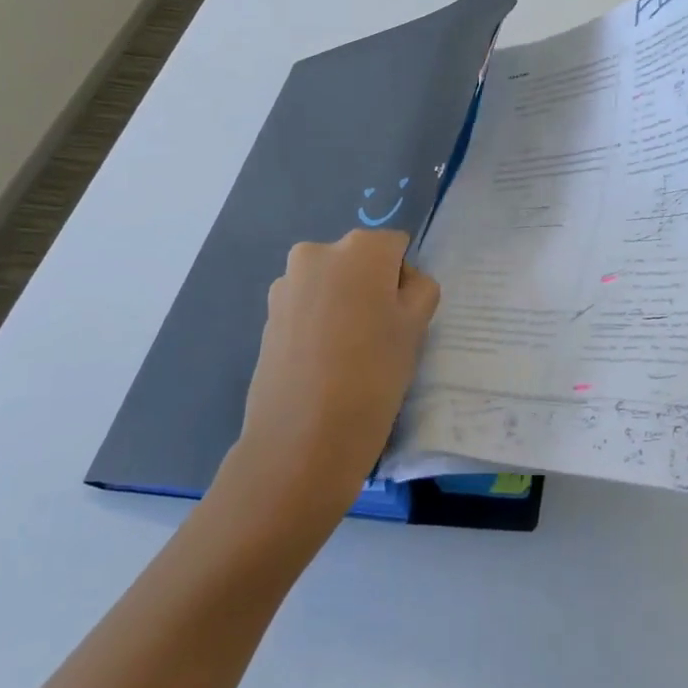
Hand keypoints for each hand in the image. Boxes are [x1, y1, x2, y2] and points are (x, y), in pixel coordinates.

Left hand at [212, 229, 439, 545]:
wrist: (302, 440)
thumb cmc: (373, 376)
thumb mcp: (416, 328)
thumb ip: (420, 289)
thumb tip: (400, 283)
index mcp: (360, 248)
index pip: (396, 247)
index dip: (405, 280)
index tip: (404, 318)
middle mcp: (317, 253)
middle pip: (360, 261)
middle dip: (371, 288)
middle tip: (380, 336)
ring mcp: (286, 284)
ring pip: (332, 284)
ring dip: (344, 305)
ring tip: (349, 354)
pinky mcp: (267, 317)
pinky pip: (308, 307)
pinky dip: (320, 324)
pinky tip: (324, 364)